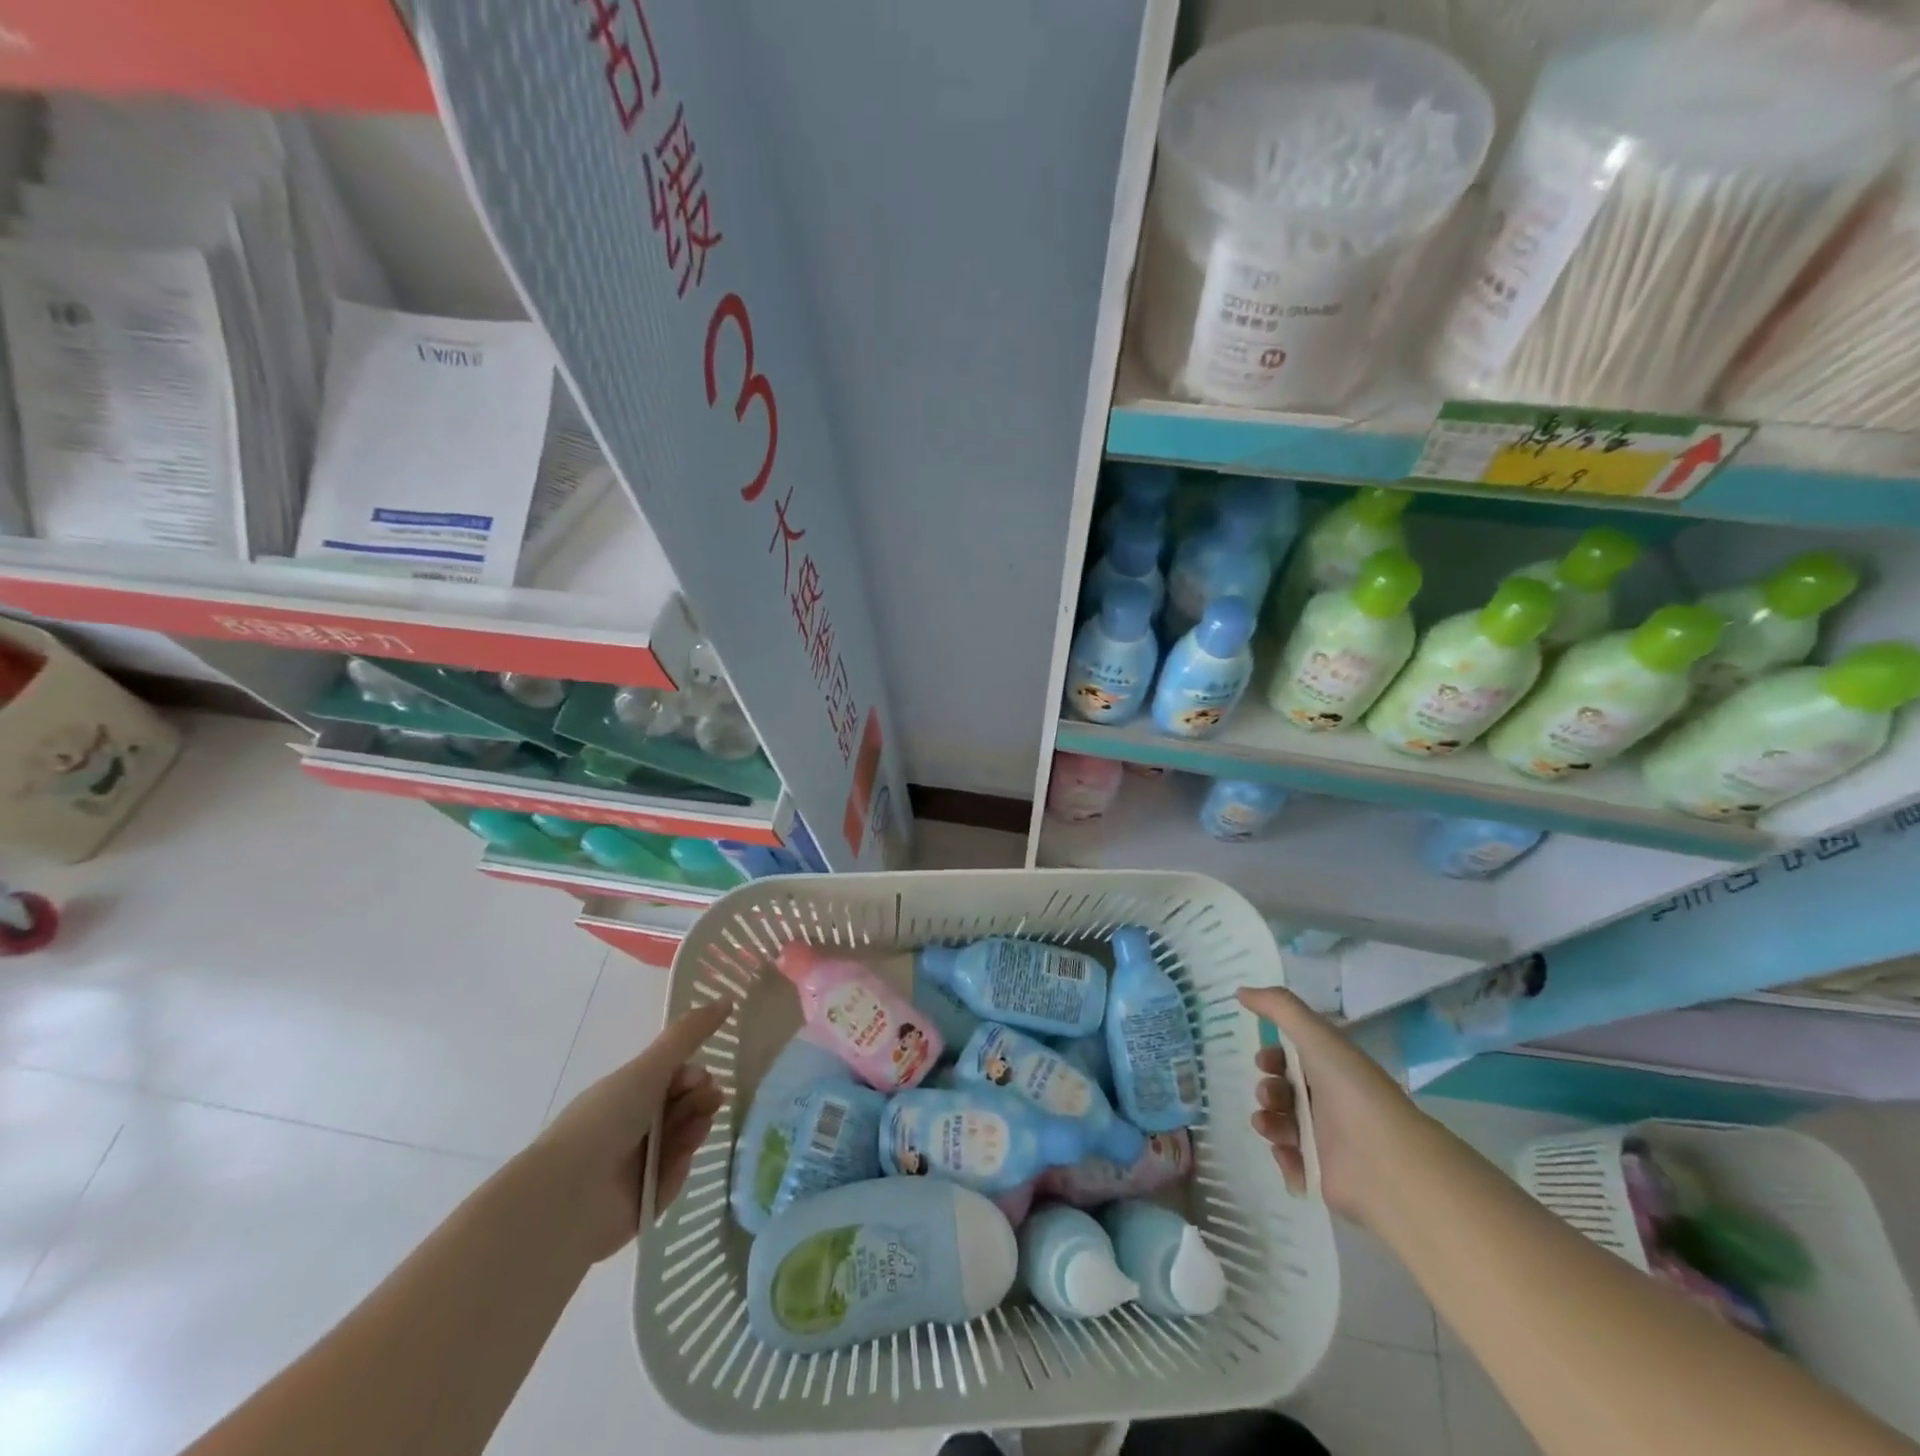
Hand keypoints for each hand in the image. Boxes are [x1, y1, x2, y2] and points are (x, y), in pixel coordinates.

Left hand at [534, 998, 732, 1262]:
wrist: (570, 1196)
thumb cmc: (605, 1120)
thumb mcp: (649, 1068)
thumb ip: (689, 1034)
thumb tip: (727, 999)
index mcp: (626, 1094)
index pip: (671, 1078)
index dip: (691, 1074)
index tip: (700, 1078)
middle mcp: (632, 1126)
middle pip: (682, 1106)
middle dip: (701, 1098)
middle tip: (710, 1098)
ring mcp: (638, 1164)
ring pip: (683, 1137)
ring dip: (695, 1125)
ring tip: (698, 1124)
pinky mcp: (645, 1199)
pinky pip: (675, 1174)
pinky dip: (680, 1163)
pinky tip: (681, 1155)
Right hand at [1236, 986, 1434, 1227]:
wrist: (1385, 1162)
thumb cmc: (1351, 1091)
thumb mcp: (1317, 1036)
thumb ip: (1278, 1007)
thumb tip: (1240, 991)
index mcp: (1333, 1071)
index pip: (1295, 1060)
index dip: (1272, 1057)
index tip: (1262, 1061)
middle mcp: (1330, 1103)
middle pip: (1284, 1092)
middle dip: (1267, 1090)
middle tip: (1269, 1096)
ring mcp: (1328, 1142)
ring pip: (1282, 1125)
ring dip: (1267, 1120)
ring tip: (1269, 1124)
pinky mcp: (1323, 1176)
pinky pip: (1289, 1161)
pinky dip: (1282, 1155)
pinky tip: (1285, 1151)